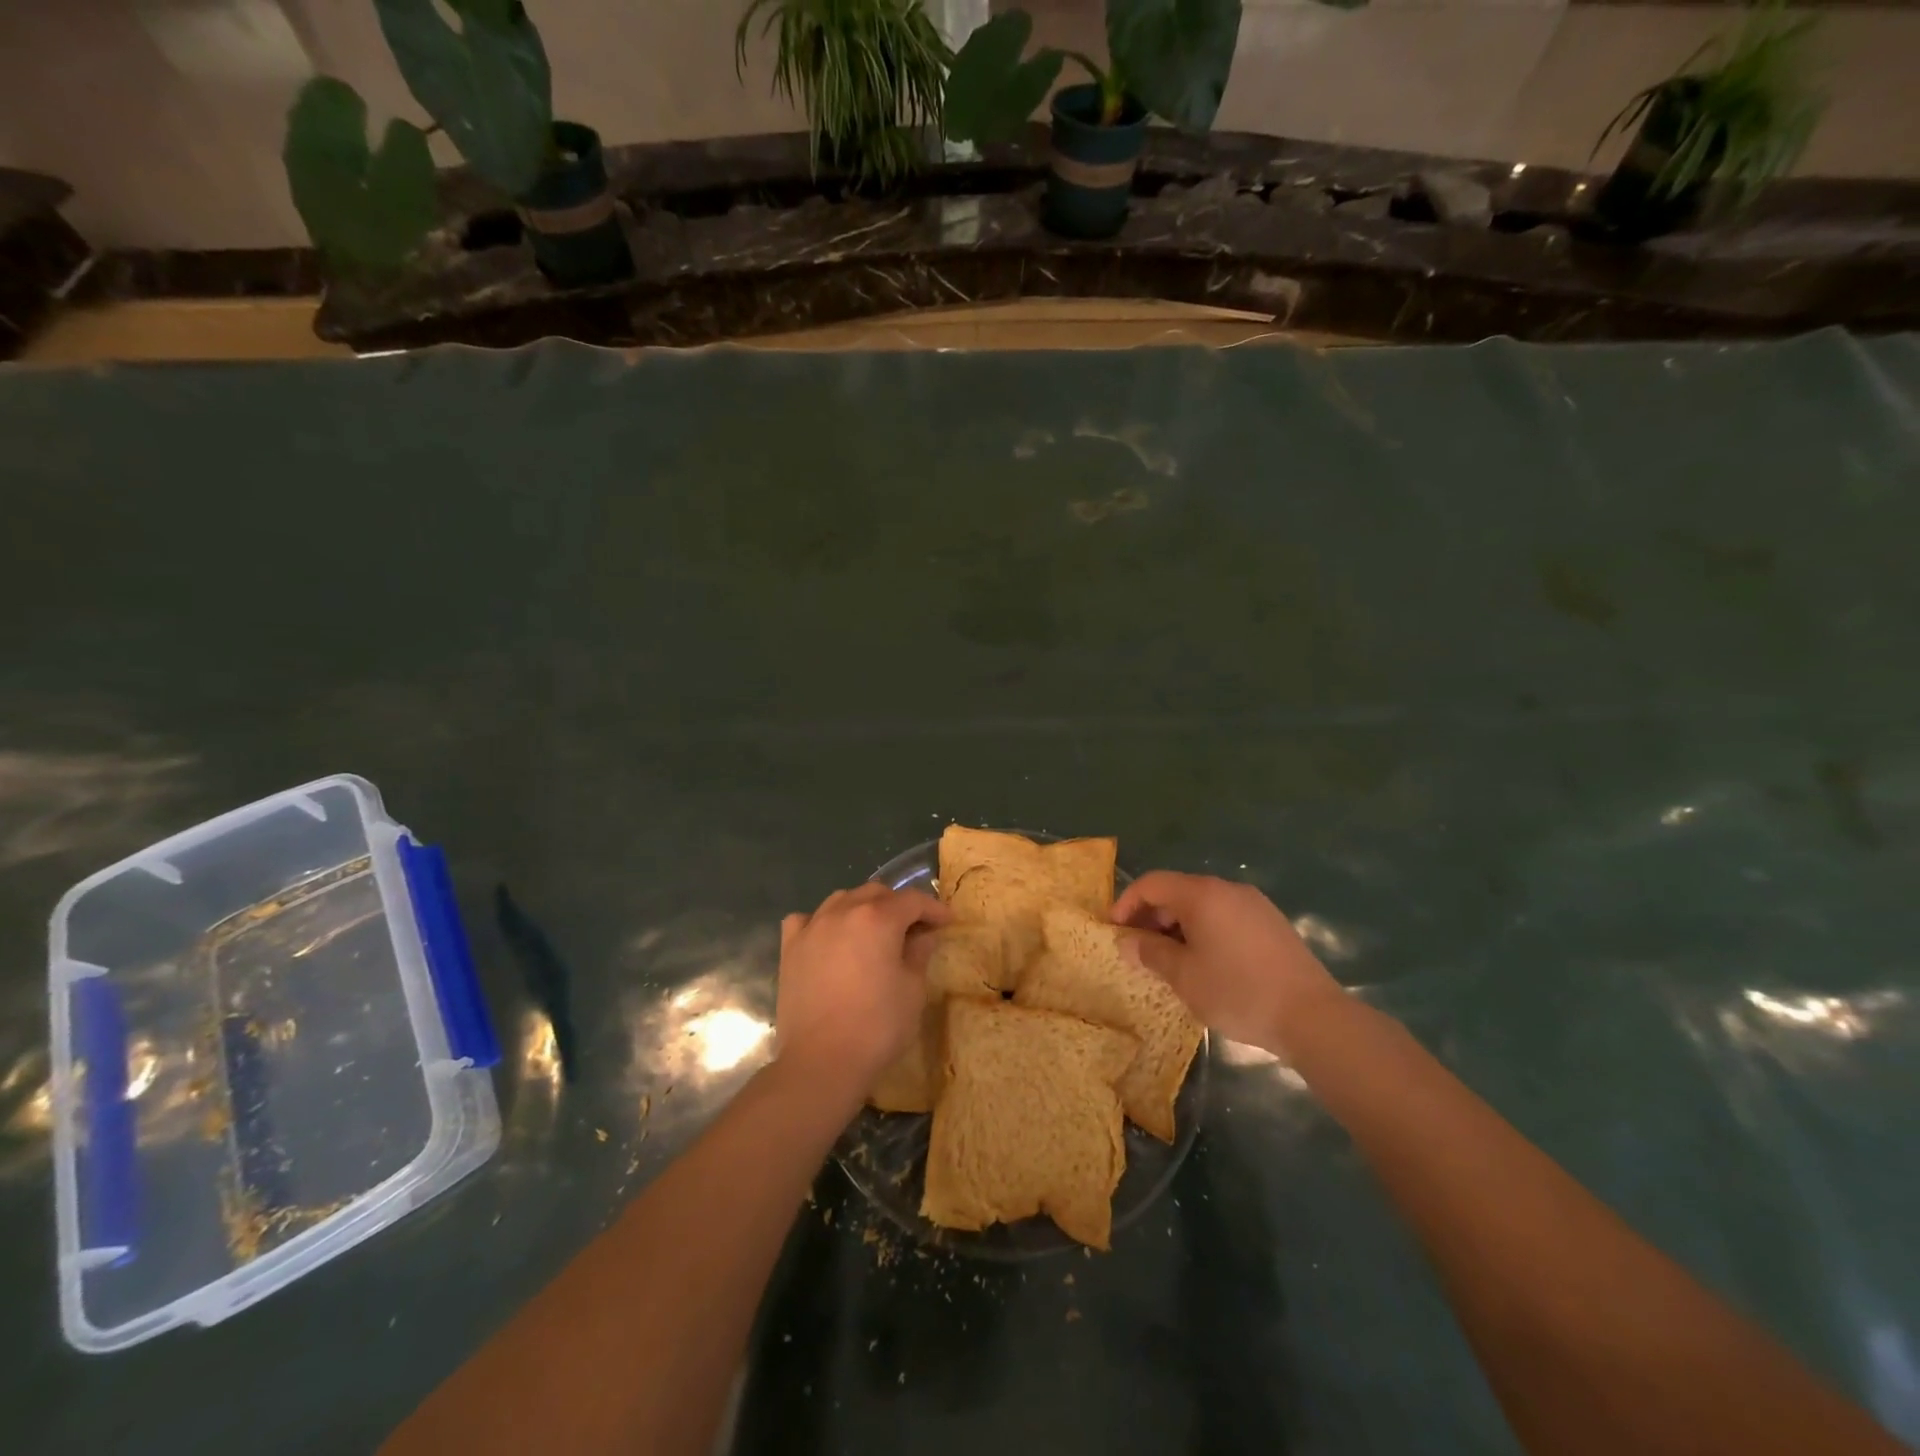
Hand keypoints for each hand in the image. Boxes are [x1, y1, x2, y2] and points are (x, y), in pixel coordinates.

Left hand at [776, 883, 949, 1095]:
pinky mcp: (790, 948)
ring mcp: (812, 927)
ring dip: (862, 908)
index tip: (947, 922)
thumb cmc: (877, 1025)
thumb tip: (923, 935)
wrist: (821, 1061)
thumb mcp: (912, 990)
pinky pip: (806, 920)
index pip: (912, 900)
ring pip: (841, 900)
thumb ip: (919, 953)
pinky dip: (822, 922)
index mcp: (878, 918)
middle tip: (913, 929)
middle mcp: (843, 911)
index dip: (933, 909)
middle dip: (898, 905)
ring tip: (873, 931)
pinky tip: (828, 937)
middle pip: (876, 893)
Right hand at [1112, 872, 1341, 1054]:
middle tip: (1139, 949)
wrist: (1313, 1017)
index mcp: (1202, 894)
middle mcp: (1228, 889)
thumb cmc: (1238, 992)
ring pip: (1202, 905)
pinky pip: (1225, 916)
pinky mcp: (1271, 924)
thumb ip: (1151, 952)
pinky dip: (1204, 931)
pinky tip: (1205, 963)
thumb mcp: (1184, 976)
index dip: (1127, 903)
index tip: (1114, 930)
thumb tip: (1127, 940)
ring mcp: (1254, 905)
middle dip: (1152, 916)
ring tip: (1170, 960)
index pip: (1152, 883)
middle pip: (1178, 891)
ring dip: (1177, 925)